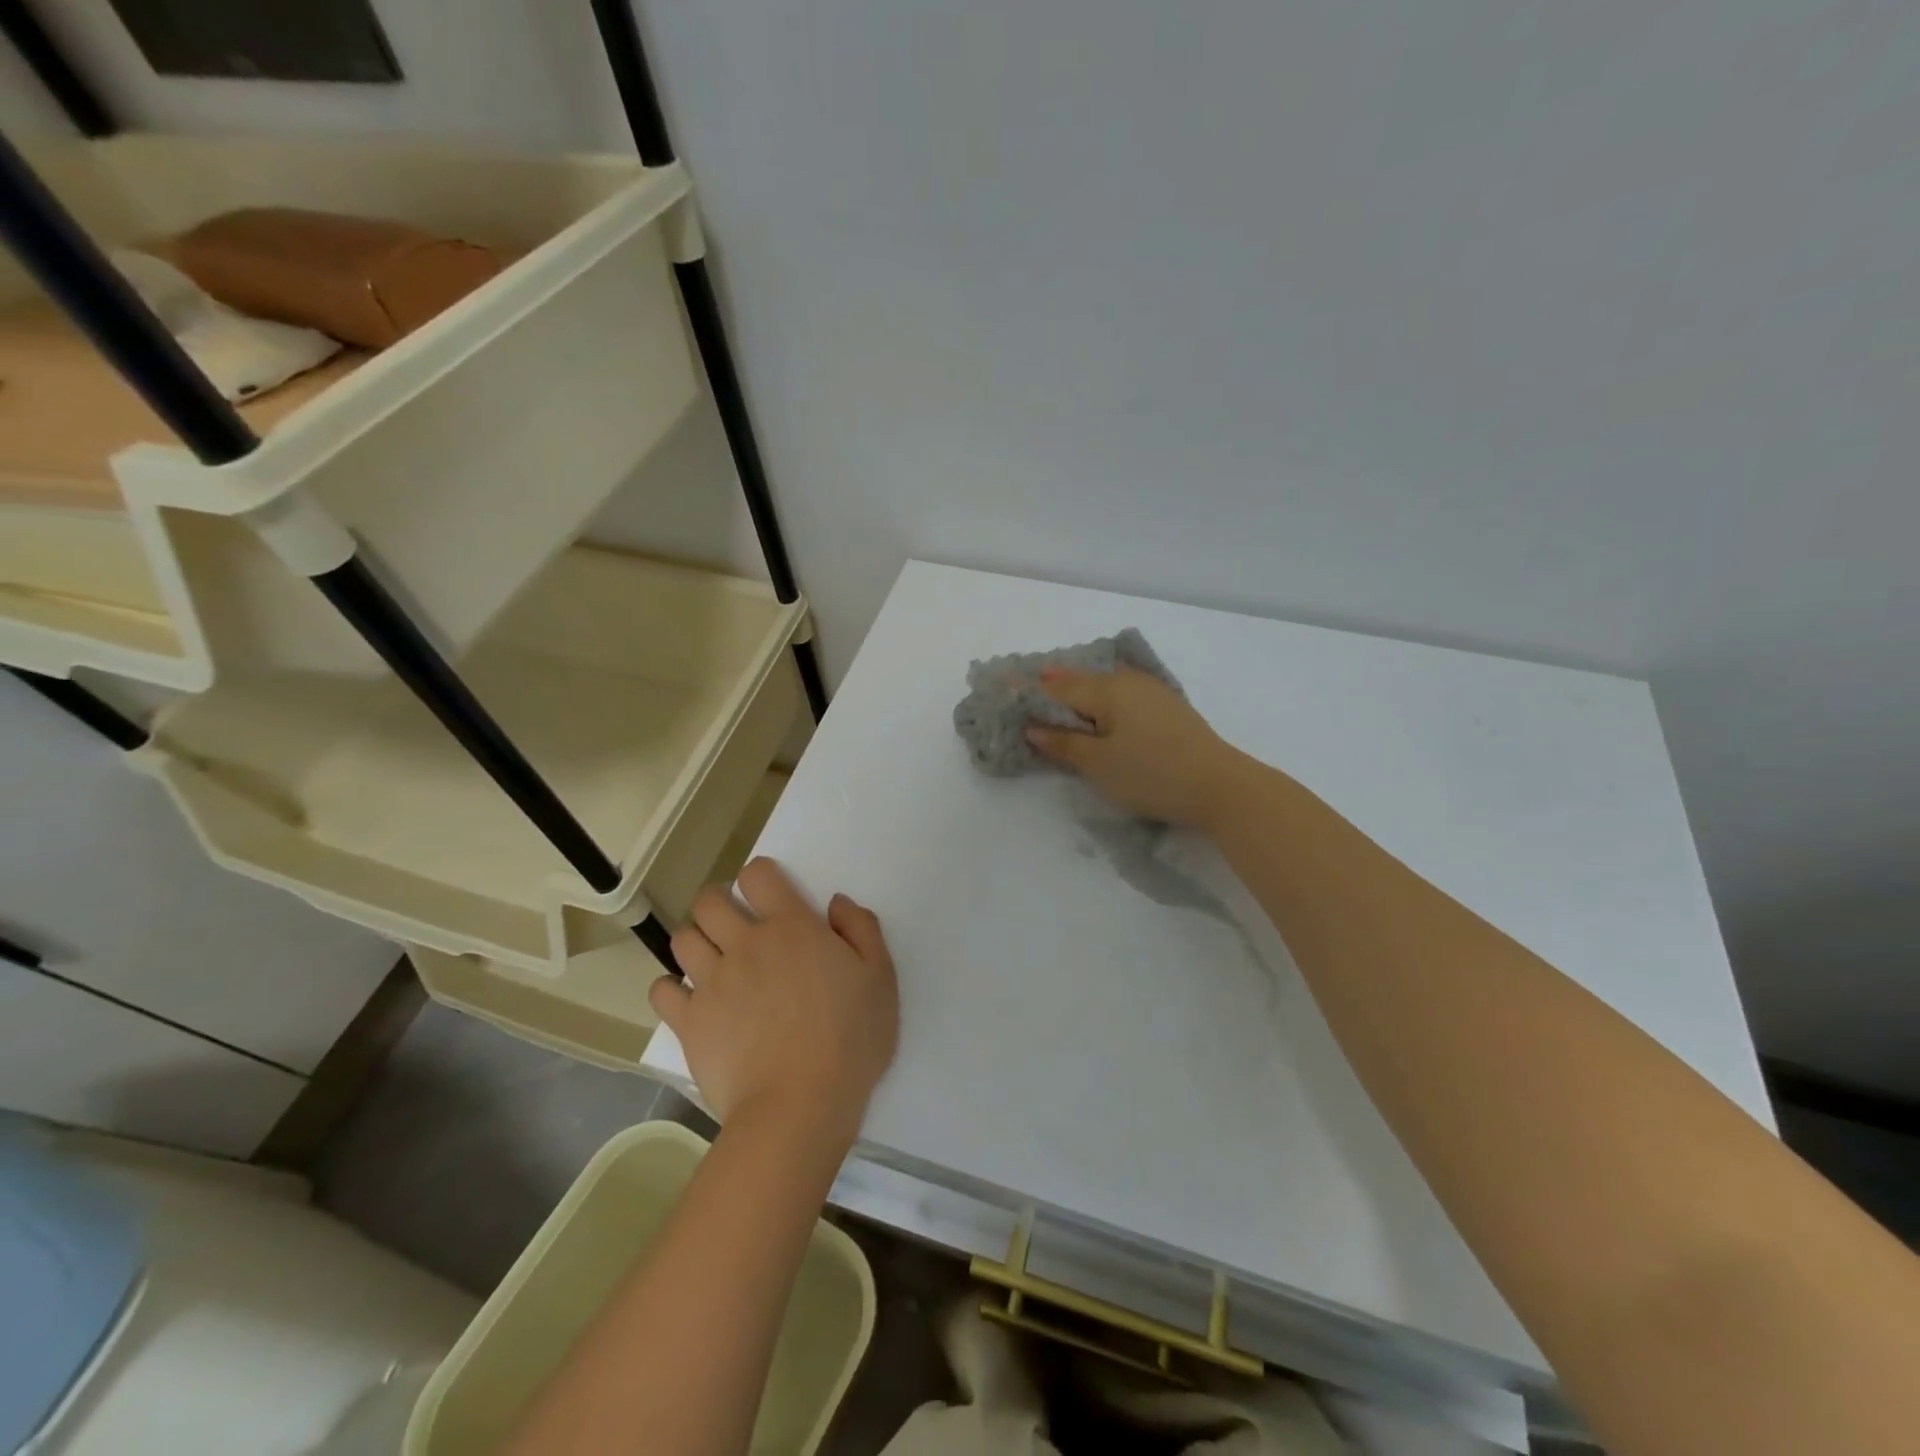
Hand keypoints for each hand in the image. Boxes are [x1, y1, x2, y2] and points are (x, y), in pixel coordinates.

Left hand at [649, 858, 898, 1143]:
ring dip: (695, 940)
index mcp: (791, 927)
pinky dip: (670, 989)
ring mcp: (712, 982)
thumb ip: (861, 929)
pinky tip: (688, 999)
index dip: (759, 876)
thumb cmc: (850, 1039)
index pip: (758, 875)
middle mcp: (746, 944)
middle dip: (717, 901)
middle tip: (733, 922)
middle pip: (709, 900)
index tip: (768, 895)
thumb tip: (835, 902)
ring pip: (682, 939)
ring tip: (711, 959)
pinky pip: (661, 990)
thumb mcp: (880, 978)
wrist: (800, 1104)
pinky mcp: (689, 1022)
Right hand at [1026, 667, 1246, 827]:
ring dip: (1078, 687)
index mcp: (1107, 691)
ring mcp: (1152, 693)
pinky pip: (1122, 693)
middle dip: (1051, 682)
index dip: (1027, 688)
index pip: (1056, 687)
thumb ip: (1064, 743)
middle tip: (1024, 684)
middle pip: (1080, 680)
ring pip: (1104, 684)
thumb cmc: (1152, 774)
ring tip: (1055, 691)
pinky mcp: (1168, 709)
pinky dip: (1101, 697)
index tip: (1000, 681)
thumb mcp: (1099, 764)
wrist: (1222, 786)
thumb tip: (1034, 727)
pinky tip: (1098, 705)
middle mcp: (1128, 683)